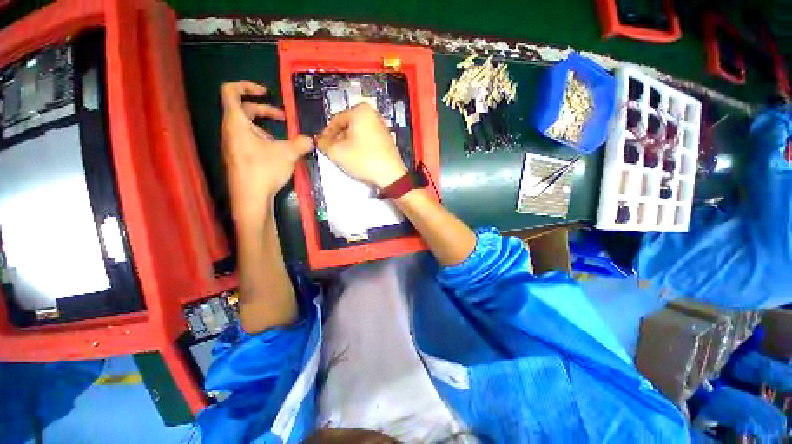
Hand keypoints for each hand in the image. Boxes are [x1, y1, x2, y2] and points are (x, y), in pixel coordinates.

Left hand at [220, 81, 311, 222]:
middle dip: (265, 110)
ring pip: (247, 126)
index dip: (247, 86)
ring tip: (283, 138)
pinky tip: (276, 152)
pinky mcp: (239, 157)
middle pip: (243, 109)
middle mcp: (231, 131)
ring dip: (265, 127)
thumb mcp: (287, 154)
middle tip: (283, 118)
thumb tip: (311, 139)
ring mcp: (233, 145)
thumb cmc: (263, 171)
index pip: (230, 91)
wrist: (250, 198)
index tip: (266, 92)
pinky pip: (248, 139)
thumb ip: (301, 143)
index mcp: (236, 123)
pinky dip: (262, 139)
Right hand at [316, 103, 407, 188]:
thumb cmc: (364, 160)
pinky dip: (360, 147)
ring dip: (348, 144)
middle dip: (338, 139)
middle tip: (333, 152)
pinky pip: (367, 139)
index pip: (335, 120)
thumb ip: (323, 143)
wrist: (390, 175)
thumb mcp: (337, 152)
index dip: (326, 134)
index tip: (322, 144)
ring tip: (345, 157)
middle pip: (347, 126)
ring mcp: (381, 127)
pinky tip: (358, 158)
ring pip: (357, 133)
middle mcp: (373, 114)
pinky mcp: (386, 139)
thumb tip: (320, 140)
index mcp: (360, 110)